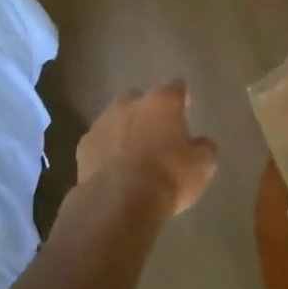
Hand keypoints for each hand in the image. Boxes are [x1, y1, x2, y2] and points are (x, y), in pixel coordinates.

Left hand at [76, 80, 217, 216]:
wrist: (117, 202)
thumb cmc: (168, 177)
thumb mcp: (202, 166)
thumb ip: (204, 147)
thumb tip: (201, 143)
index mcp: (162, 102)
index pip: (176, 87)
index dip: (182, 97)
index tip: (186, 105)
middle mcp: (129, 103)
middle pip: (141, 99)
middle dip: (148, 112)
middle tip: (157, 133)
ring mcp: (102, 122)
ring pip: (116, 119)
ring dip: (125, 130)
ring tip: (134, 154)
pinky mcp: (83, 145)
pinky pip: (100, 142)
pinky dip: (107, 150)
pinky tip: (113, 169)